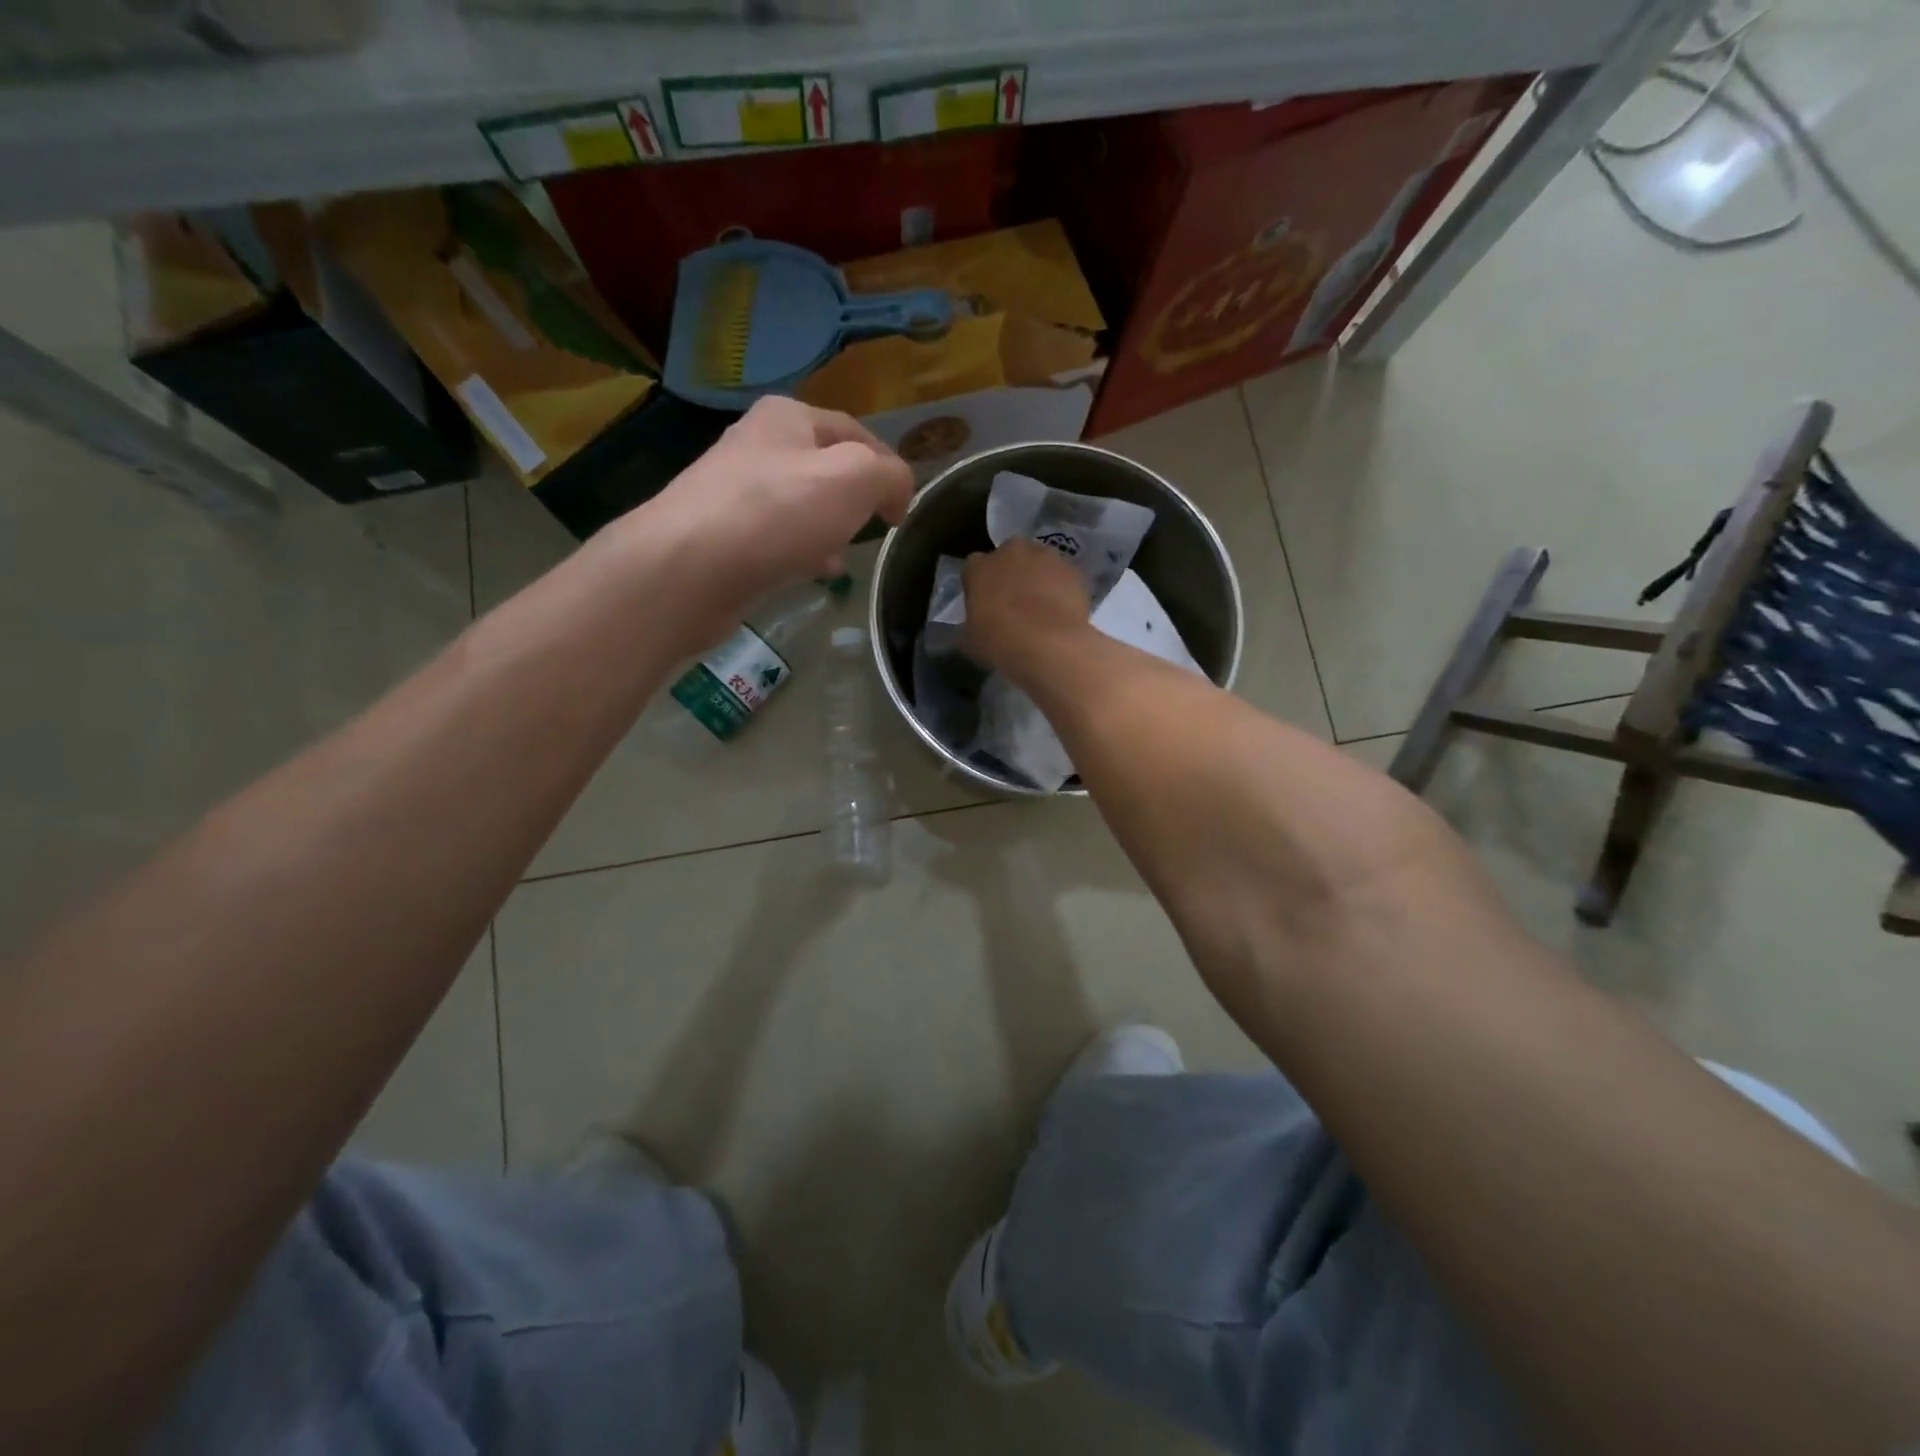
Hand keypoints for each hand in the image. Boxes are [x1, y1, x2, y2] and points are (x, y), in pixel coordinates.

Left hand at [631, 396, 912, 608]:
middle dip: (856, 499)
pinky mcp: (724, 536)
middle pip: (826, 468)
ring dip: (830, 527)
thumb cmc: (777, 513)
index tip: (904, 510)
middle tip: (875, 529)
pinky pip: (778, 537)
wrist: (689, 568)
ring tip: (846, 555)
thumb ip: (890, 475)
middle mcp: (758, 445)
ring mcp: (736, 491)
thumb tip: (898, 492)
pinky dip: (802, 551)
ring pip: (802, 505)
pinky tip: (813, 572)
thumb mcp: (854, 479)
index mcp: (788, 417)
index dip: (888, 467)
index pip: (856, 431)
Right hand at [962, 539, 1092, 681]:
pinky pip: (1063, 576)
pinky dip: (1062, 588)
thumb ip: (972, 623)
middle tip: (1015, 602)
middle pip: (1009, 556)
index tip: (984, 603)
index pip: (974, 568)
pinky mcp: (1072, 569)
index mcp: (978, 567)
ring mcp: (1045, 556)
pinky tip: (1062, 611)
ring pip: (1039, 562)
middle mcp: (1011, 551)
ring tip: (1043, 607)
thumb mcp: (971, 640)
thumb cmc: (1000, 642)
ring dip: (1038, 577)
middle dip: (1011, 573)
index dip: (979, 585)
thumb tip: (976, 625)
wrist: (1049, 644)